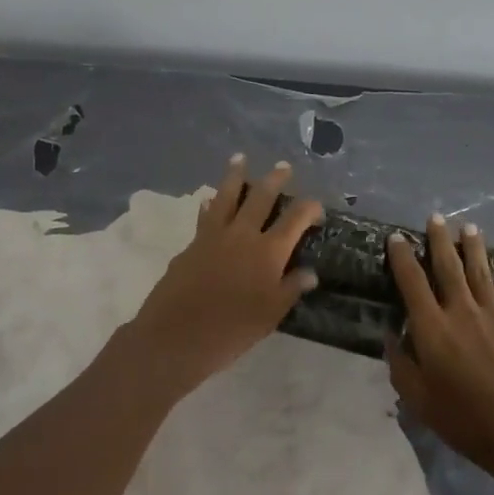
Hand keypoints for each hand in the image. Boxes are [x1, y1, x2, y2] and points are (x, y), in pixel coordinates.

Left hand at [127, 156, 323, 393]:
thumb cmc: (231, 330)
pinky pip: (205, 215)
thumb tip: (310, 272)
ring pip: (227, 196)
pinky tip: (209, 199)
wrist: (176, 336)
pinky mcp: (192, 244)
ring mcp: (214, 236)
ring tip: (240, 159)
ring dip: (235, 176)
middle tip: (283, 166)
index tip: (317, 208)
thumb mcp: (271, 315)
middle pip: (261, 197)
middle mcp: (243, 235)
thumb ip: (290, 288)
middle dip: (275, 179)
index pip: (295, 219)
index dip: (309, 209)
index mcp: (269, 251)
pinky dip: (210, 204)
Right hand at [386, 214, 493, 478]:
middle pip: (448, 267)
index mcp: (433, 328)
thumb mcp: (419, 400)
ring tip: (469, 227)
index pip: (412, 282)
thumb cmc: (466, 420)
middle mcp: (462, 311)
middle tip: (435, 218)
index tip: (396, 238)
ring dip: (474, 248)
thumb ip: (401, 365)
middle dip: (439, 240)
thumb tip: (391, 336)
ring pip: (481, 272)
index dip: (402, 257)